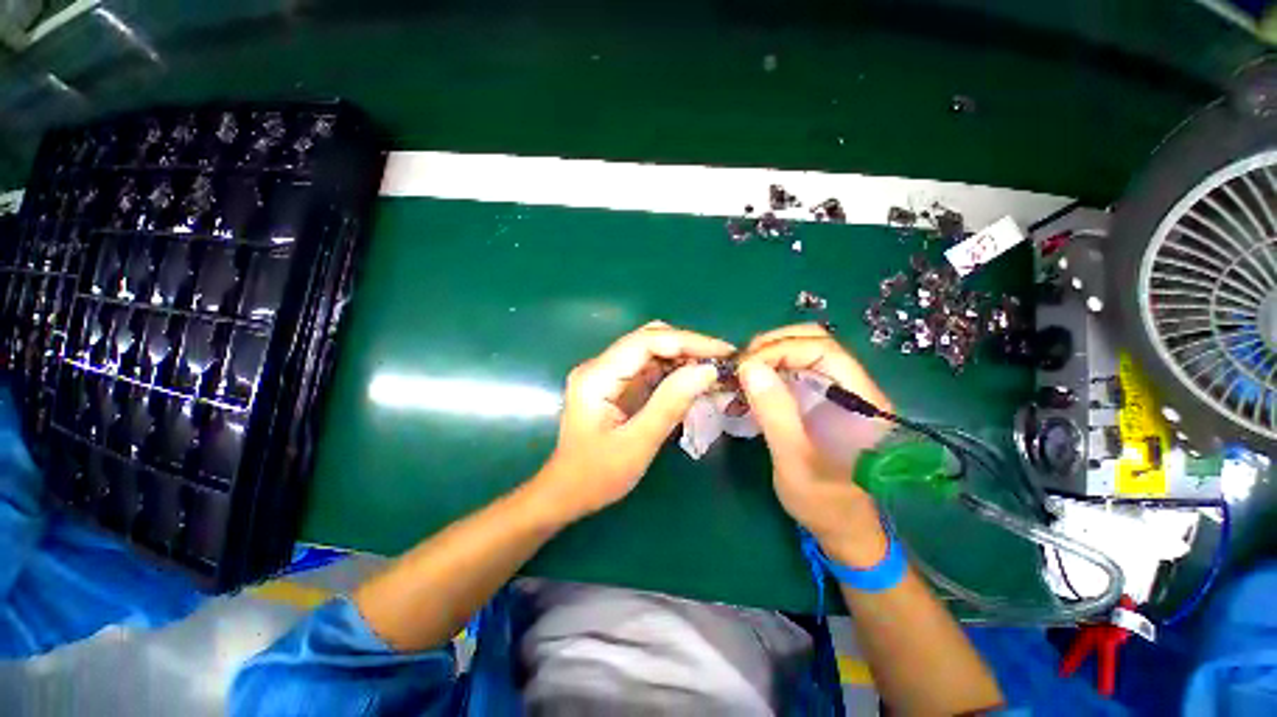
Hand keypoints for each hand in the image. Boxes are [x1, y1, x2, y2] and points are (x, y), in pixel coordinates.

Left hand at [538, 321, 733, 519]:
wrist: (566, 493)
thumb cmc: (597, 475)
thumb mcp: (637, 443)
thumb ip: (670, 404)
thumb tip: (706, 370)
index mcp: (597, 375)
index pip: (647, 341)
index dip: (687, 341)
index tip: (723, 352)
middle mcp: (599, 365)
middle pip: (648, 339)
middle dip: (688, 346)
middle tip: (722, 362)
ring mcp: (606, 373)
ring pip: (650, 350)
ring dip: (682, 357)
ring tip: (714, 370)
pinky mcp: (615, 384)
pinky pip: (648, 367)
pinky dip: (673, 371)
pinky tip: (692, 381)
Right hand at [737, 324, 893, 566]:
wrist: (842, 526)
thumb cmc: (823, 501)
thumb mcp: (794, 460)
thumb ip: (775, 413)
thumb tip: (748, 366)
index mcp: (861, 401)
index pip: (823, 349)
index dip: (781, 349)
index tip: (746, 366)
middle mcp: (852, 387)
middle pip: (814, 342)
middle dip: (773, 346)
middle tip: (741, 366)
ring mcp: (836, 391)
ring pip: (802, 352)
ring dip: (768, 356)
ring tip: (742, 373)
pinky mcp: (821, 399)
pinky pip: (794, 370)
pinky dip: (769, 370)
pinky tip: (751, 385)